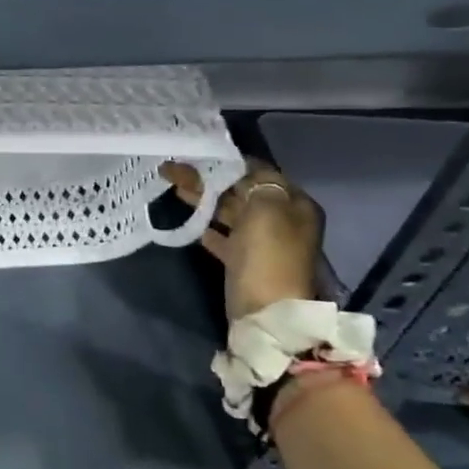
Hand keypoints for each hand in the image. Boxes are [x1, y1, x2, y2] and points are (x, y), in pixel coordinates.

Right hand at [164, 160, 323, 320]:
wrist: (266, 314)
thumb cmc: (268, 255)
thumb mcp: (265, 209)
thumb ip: (254, 182)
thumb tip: (239, 171)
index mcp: (295, 204)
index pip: (260, 172)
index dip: (228, 162)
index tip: (197, 154)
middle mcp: (282, 220)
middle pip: (241, 192)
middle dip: (210, 179)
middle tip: (175, 170)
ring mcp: (263, 243)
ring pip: (230, 213)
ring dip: (204, 200)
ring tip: (174, 188)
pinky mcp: (245, 263)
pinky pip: (224, 237)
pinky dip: (207, 227)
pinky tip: (190, 221)